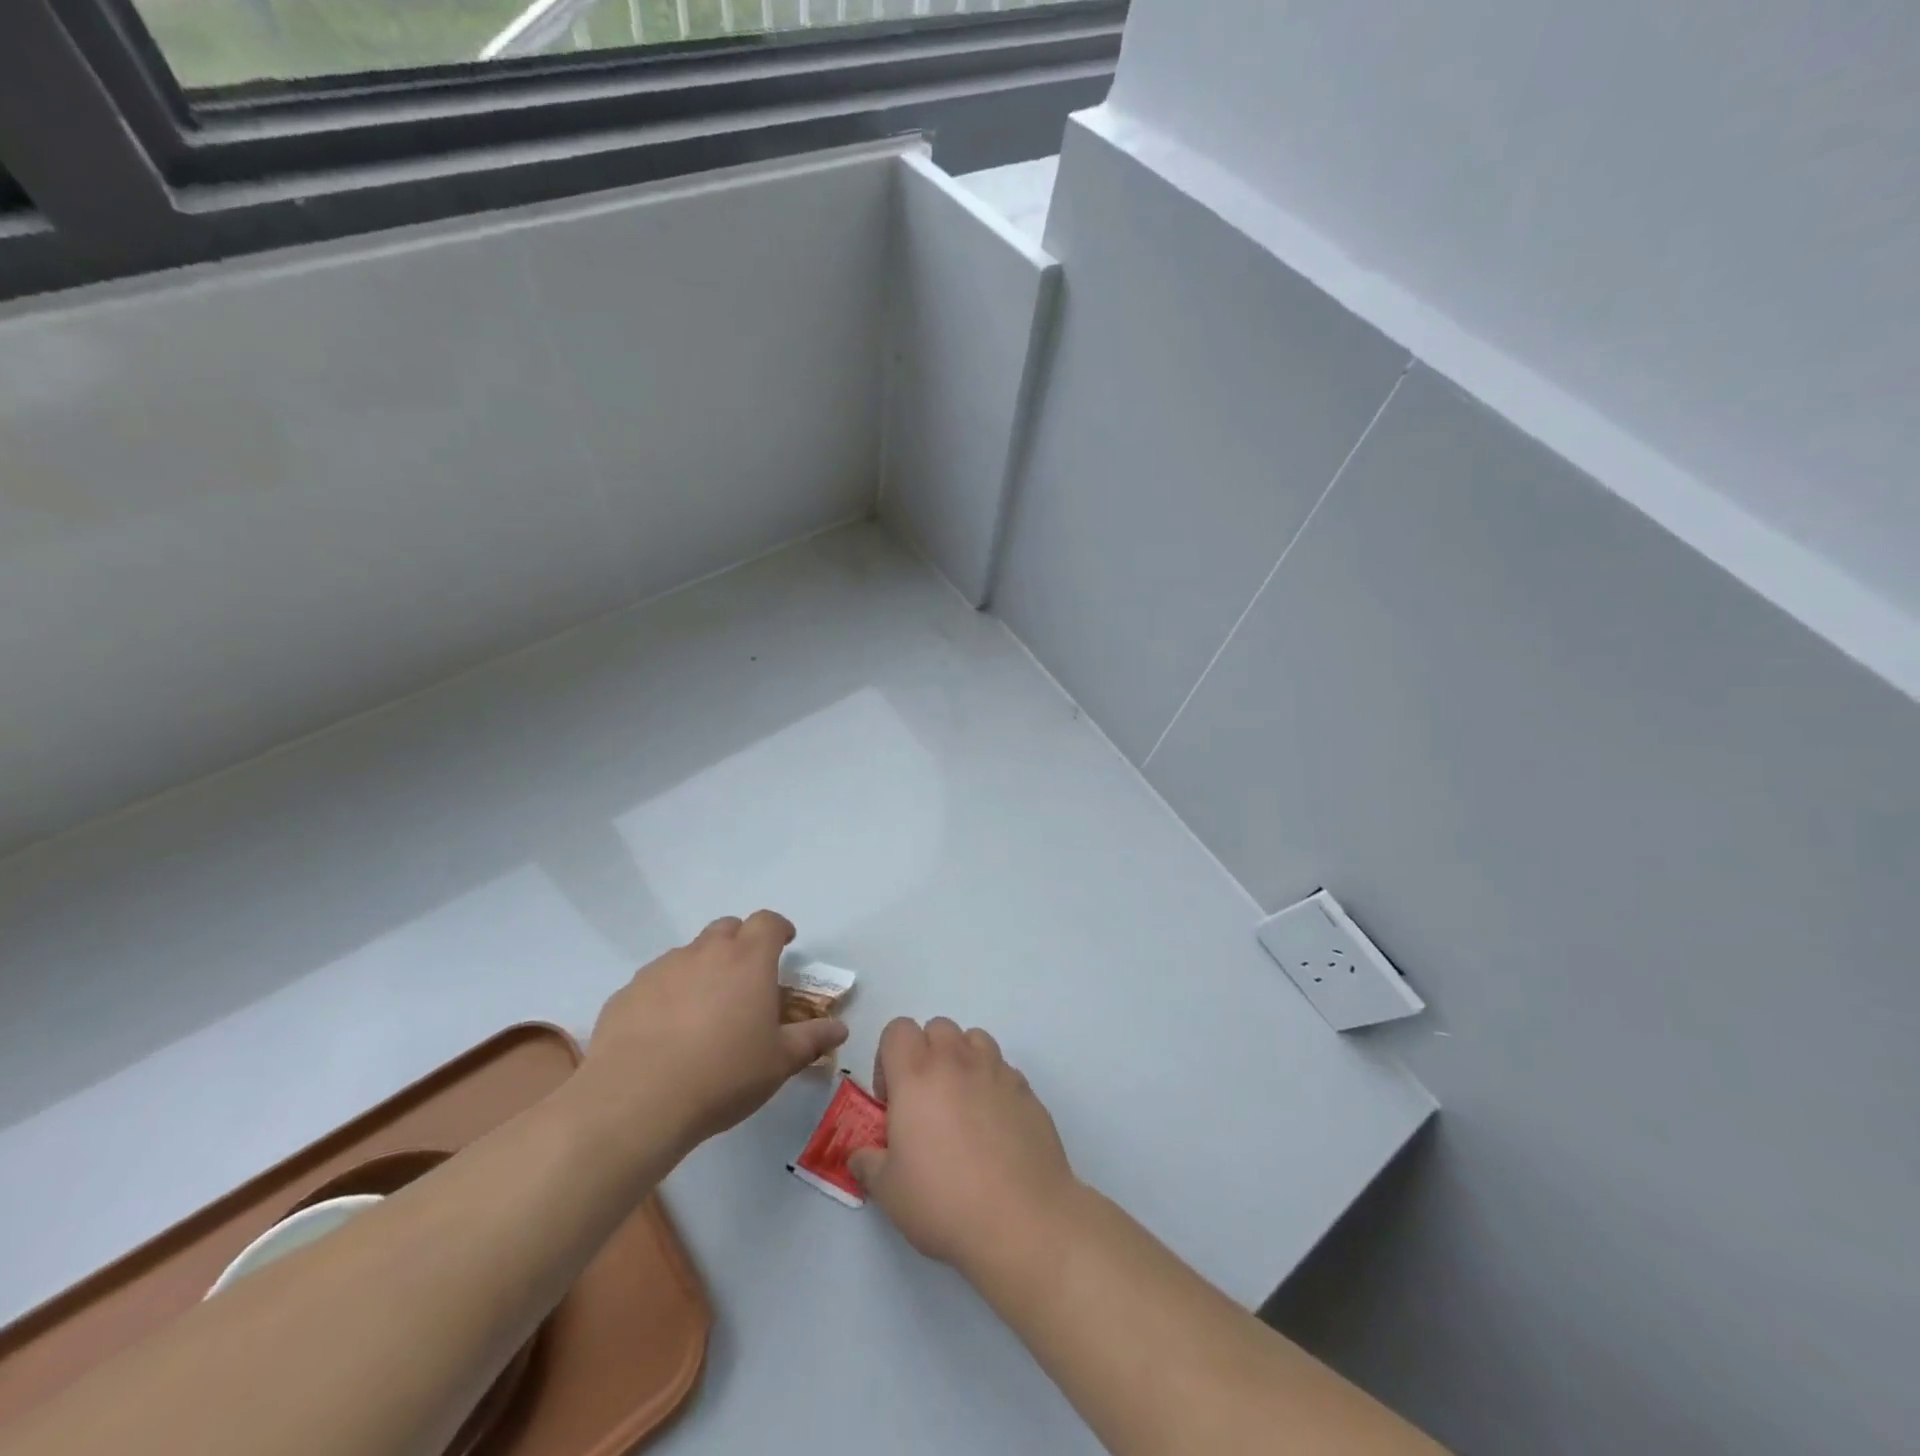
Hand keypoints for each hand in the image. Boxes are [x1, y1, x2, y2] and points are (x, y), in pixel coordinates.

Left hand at [575, 912, 847, 1161]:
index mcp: (748, 960)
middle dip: (741, 942)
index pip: (768, 922)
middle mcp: (704, 952)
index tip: (786, 943)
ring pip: (689, 953)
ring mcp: (661, 969)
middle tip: (747, 976)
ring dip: (703, 967)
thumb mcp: (779, 1063)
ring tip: (705, 1008)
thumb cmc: (723, 1076)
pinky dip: (667, 993)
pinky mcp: (626, 993)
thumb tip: (839, 1029)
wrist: (635, 1102)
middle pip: (727, 928)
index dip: (779, 928)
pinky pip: (655, 981)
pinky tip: (665, 1030)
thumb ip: (812, 1039)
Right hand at [850, 1017, 1081, 1281]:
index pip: (898, 1029)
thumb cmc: (944, 1202)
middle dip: (926, 1054)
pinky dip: (992, 1084)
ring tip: (962, 1106)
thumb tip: (861, 1155)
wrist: (1022, 1221)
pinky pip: (1003, 1069)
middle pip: (938, 1027)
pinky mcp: (1027, 1090)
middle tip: (926, 1101)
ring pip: (975, 1039)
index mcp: (917, 1075)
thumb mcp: (889, 1191)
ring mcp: (997, 1071)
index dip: (888, 1057)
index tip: (892, 1099)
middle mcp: (957, 1061)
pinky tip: (994, 1127)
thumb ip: (869, 1163)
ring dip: (962, 1060)